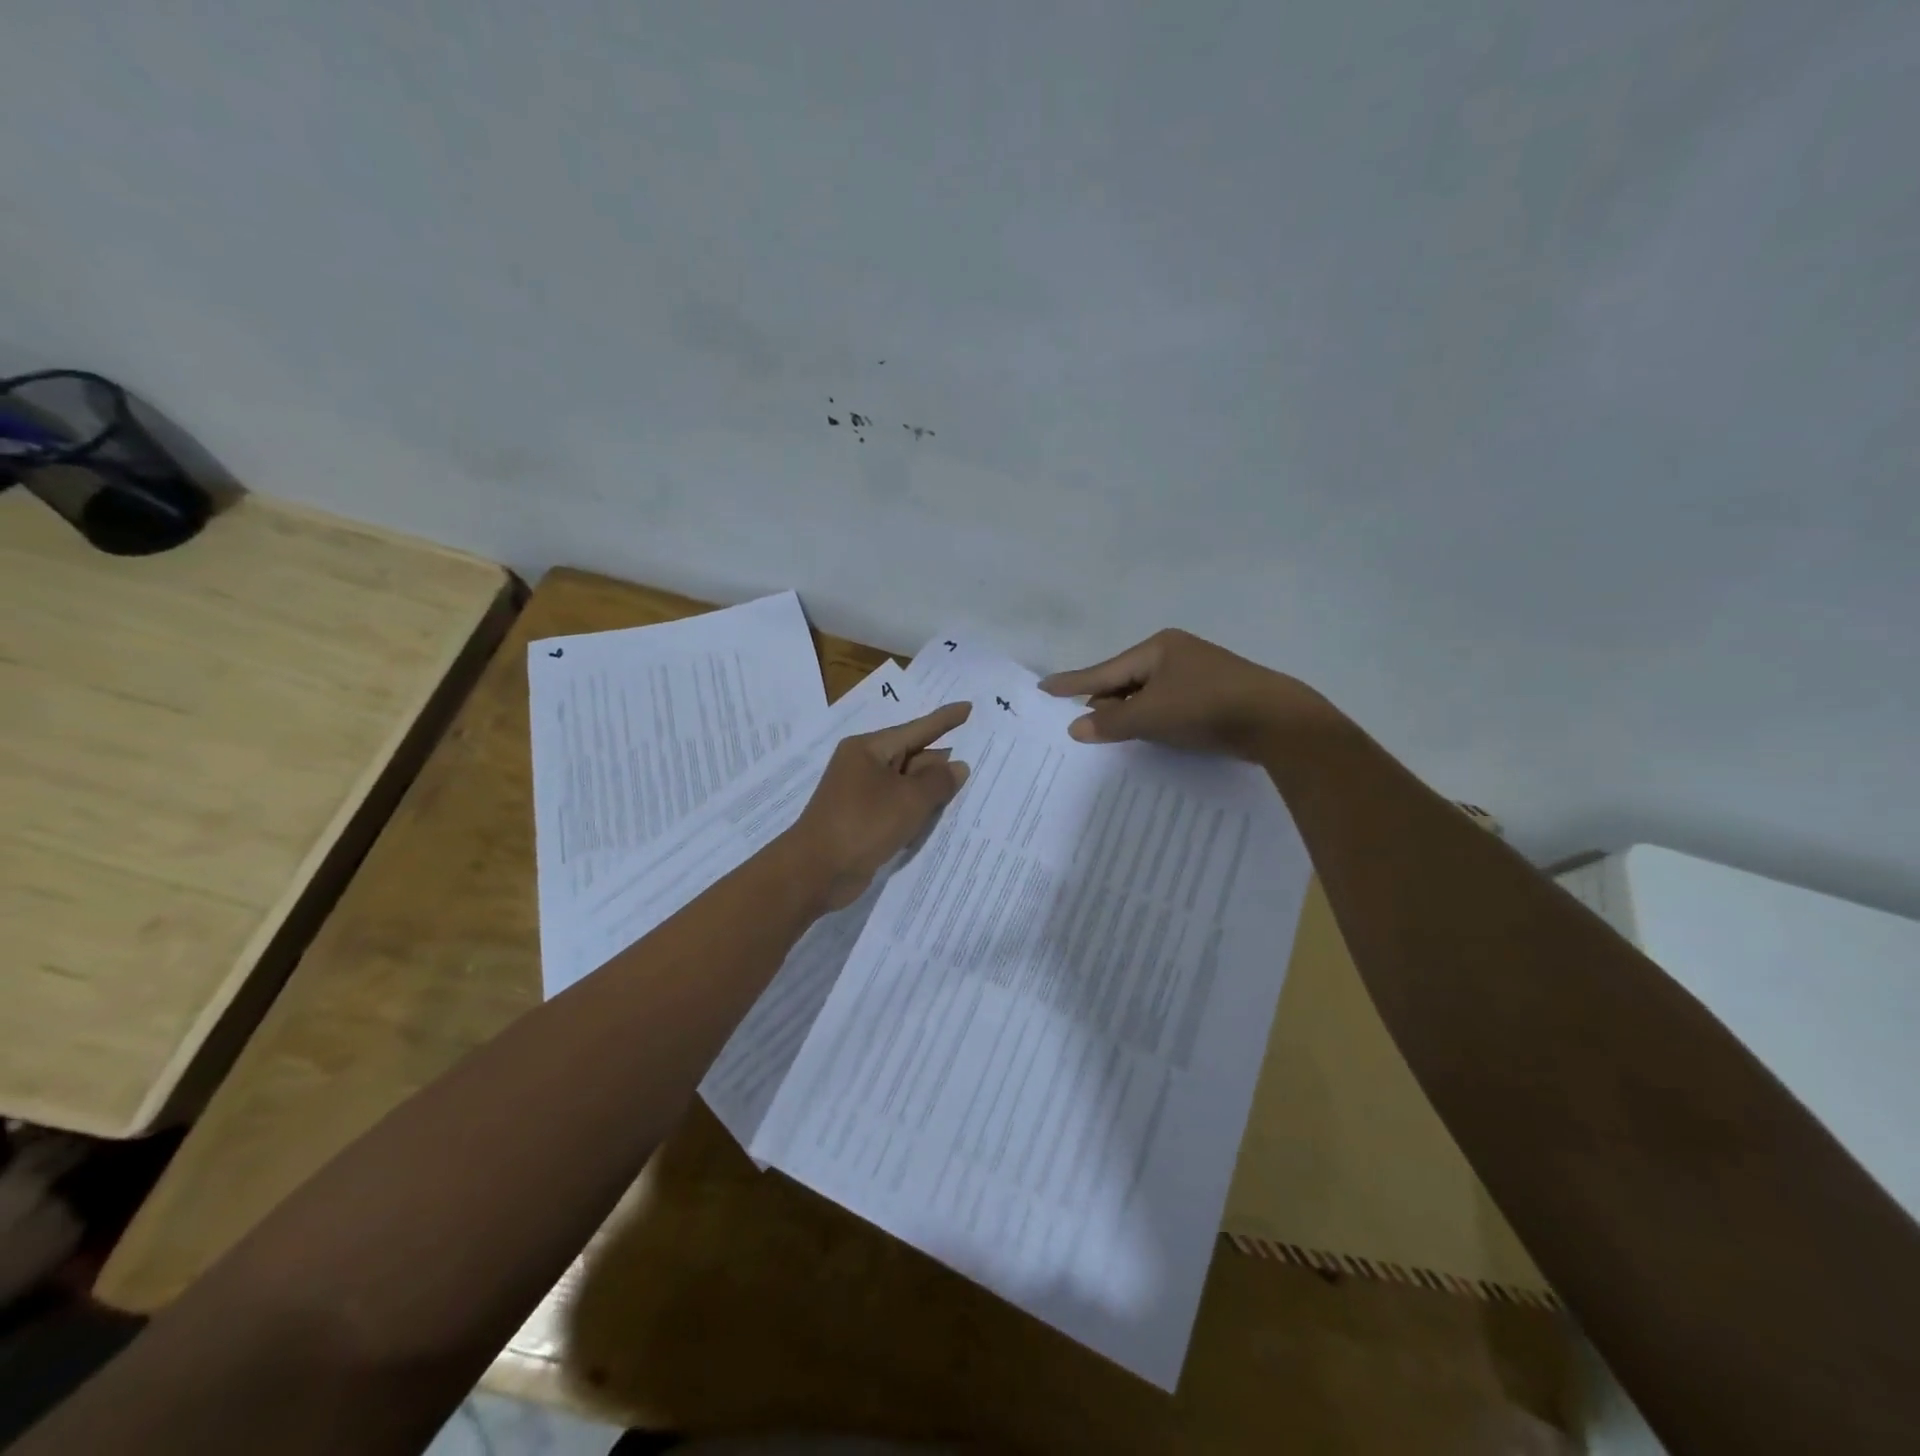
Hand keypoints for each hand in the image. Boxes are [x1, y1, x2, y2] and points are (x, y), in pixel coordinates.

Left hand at [785, 702, 971, 910]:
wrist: (816, 871)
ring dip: (932, 788)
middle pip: (911, 756)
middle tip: (979, 755)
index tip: (969, 707)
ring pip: (906, 784)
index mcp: (869, 749)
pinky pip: (898, 806)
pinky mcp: (863, 820)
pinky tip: (941, 814)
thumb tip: (957, 766)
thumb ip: (938, 781)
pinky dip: (918, 809)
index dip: (945, 720)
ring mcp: (861, 794)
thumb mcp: (909, 800)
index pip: (917, 729)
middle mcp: (864, 765)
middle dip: (942, 759)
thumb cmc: (863, 824)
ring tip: (968, 785)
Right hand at [1039, 629, 1335, 759]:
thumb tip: (1076, 728)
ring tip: (1107, 729)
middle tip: (1077, 718)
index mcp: (1157, 648)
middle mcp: (1176, 653)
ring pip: (1148, 692)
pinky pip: (1168, 702)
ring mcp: (1198, 672)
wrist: (1276, 721)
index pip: (1104, 670)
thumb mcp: (1150, 716)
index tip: (1044, 687)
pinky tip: (1147, 731)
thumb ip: (1110, 723)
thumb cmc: (1205, 708)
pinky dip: (1152, 716)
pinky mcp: (1215, 693)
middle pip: (1126, 679)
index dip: (1073, 682)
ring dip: (1128, 711)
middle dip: (1103, 700)